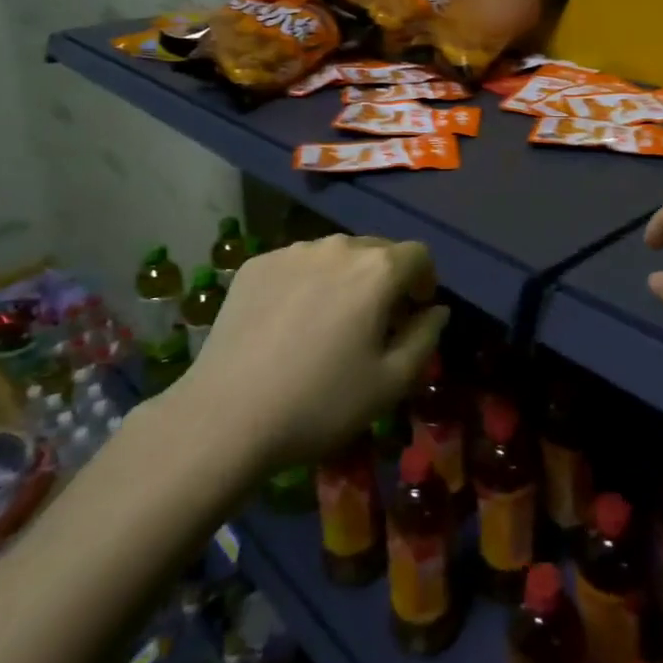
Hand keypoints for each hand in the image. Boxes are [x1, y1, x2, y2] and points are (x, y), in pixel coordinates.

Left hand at [180, 235, 447, 467]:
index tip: (415, 312)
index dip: (425, 281)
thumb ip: (425, 337)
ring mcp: (291, 252)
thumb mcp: (391, 383)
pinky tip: (289, 323)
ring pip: (335, 255)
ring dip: (345, 278)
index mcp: (376, 270)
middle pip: (377, 250)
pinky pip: (297, 264)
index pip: (419, 254)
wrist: (226, 416)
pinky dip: (306, 282)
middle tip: (375, 322)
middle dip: (386, 279)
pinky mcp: (256, 264)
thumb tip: (437, 310)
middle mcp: (337, 246)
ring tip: (329, 321)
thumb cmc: (320, 403)